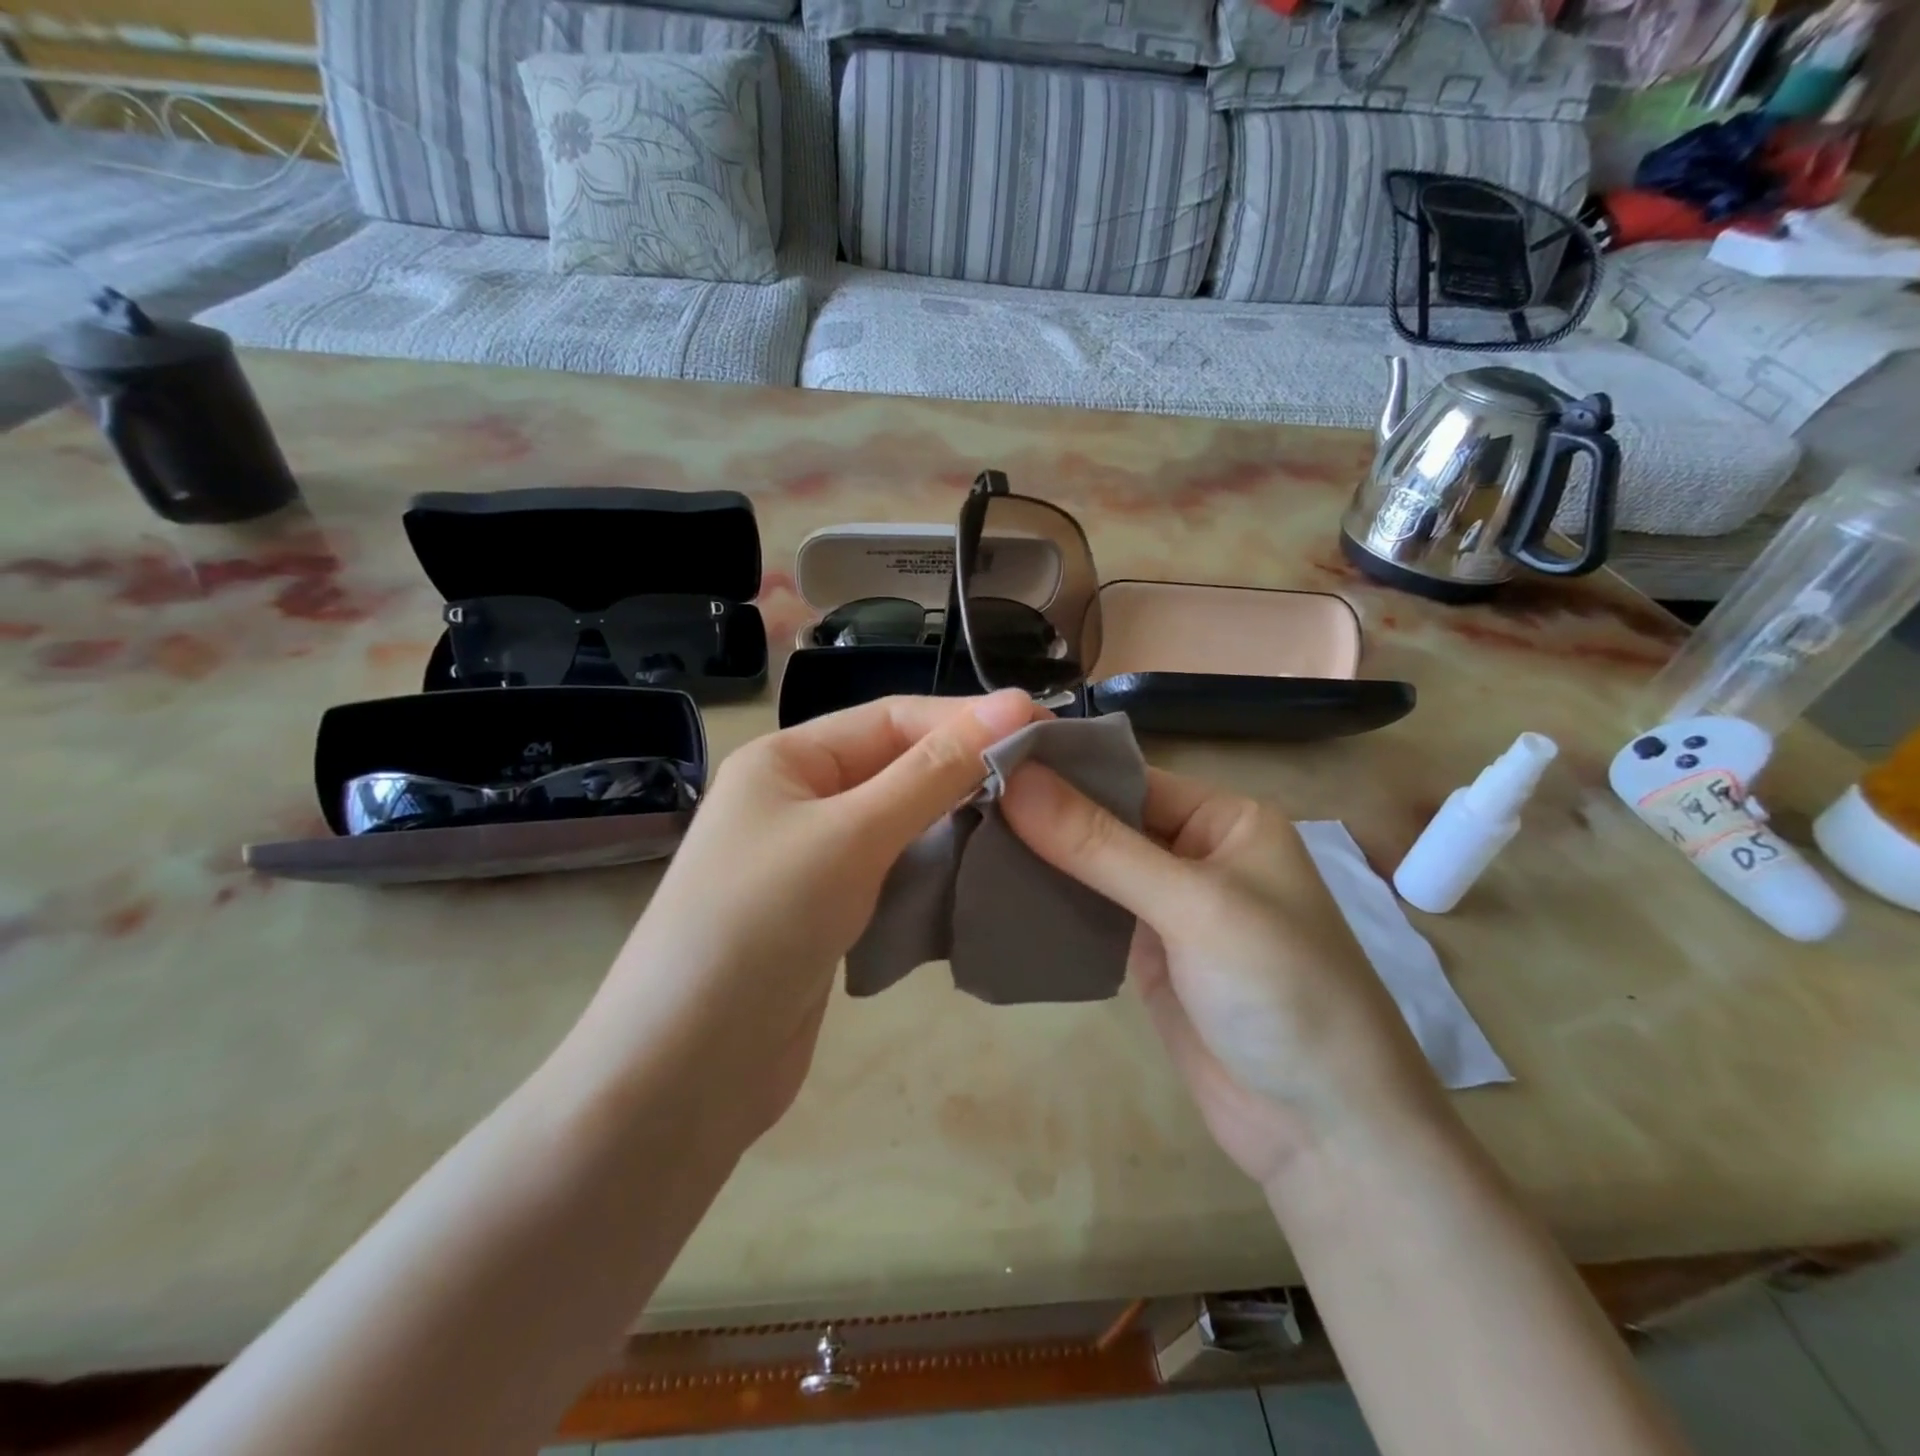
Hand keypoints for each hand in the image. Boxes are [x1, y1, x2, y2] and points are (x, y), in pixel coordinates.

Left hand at [566, 691, 1043, 1149]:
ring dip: (955, 821)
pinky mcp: (827, 914)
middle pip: (896, 767)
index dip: (966, 719)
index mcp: (787, 760)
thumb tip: (1014, 705)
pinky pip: (892, 872)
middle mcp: (797, 800)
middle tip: (1046, 781)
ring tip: (1028, 823)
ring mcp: (810, 860)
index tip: (1043, 729)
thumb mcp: (852, 835)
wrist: (684, 1072)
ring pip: (900, 823)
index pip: (891, 719)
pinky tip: (980, 873)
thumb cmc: (761, 924)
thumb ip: (934, 773)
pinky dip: (934, 869)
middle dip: (965, 770)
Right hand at [1000, 765, 1443, 1191]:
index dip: (1060, 770)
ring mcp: (1168, 907)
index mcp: (1224, 819)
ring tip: (962, 840)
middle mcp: (1194, 853)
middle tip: (956, 802)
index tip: (982, 761)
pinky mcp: (1146, 955)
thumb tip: (1014, 779)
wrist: (1325, 1133)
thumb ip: (1100, 845)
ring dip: (1038, 858)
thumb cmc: (1279, 992)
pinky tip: (994, 892)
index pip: (1127, 776)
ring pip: (1090, 867)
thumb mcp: (1193, 906)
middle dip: (1040, 815)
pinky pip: (1089, 913)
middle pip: (1104, 819)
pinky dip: (1049, 903)